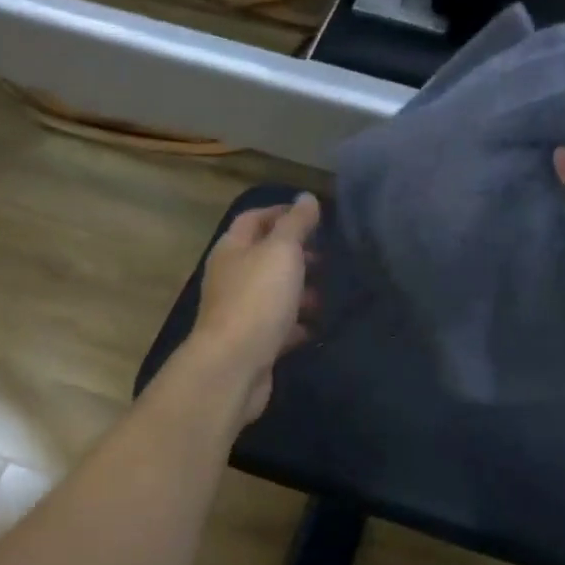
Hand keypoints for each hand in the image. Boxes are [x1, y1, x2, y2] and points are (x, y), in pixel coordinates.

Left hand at [190, 193, 320, 423]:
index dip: (282, 213)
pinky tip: (321, 326)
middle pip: (265, 257)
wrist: (234, 366)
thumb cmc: (257, 300)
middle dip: (297, 255)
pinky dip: (299, 325)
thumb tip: (306, 198)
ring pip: (275, 293)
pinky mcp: (253, 343)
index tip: (315, 217)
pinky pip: (280, 327)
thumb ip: (295, 225)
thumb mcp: (281, 252)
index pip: (254, 219)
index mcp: (232, 249)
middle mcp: (231, 277)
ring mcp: (240, 312)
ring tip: (332, 292)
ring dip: (301, 291)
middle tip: (330, 258)